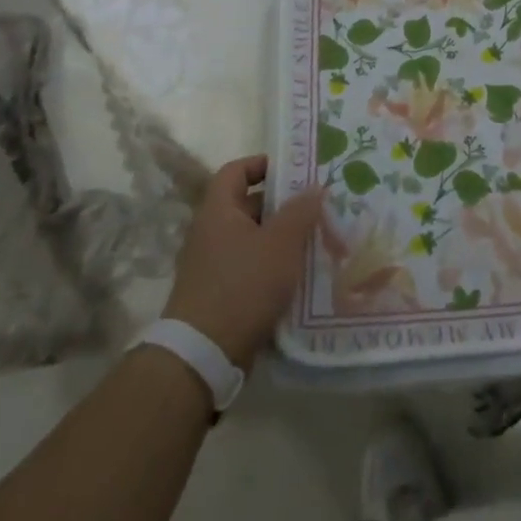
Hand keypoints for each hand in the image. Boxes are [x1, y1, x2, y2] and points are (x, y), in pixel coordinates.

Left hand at [161, 156, 323, 369]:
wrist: (203, 355)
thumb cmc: (243, 286)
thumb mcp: (281, 243)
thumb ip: (300, 211)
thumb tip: (314, 186)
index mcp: (218, 211)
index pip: (236, 170)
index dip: (262, 165)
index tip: (294, 171)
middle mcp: (210, 233)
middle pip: (248, 205)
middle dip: (282, 205)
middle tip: (316, 207)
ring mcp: (212, 266)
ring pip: (253, 239)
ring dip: (281, 238)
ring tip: (316, 240)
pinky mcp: (219, 294)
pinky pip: (250, 267)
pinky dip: (273, 266)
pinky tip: (300, 275)